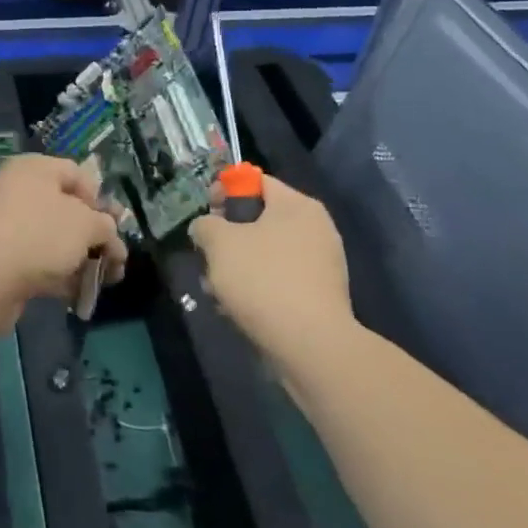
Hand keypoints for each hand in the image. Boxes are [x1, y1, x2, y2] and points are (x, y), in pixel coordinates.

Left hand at [0, 154, 125, 330]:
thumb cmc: (38, 236)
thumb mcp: (85, 225)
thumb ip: (105, 227)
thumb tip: (110, 237)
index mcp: (35, 168)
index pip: (78, 174)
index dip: (101, 200)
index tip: (114, 228)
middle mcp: (18, 190)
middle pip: (67, 209)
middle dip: (95, 236)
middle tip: (116, 262)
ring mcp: (6, 225)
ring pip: (54, 238)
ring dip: (80, 260)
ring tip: (103, 283)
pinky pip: (37, 261)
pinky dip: (59, 275)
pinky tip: (78, 296)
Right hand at [192, 175, 352, 369]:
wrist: (311, 346)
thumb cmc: (263, 280)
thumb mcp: (219, 243)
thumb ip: (205, 226)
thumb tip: (206, 228)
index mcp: (297, 205)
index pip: (255, 181)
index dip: (225, 191)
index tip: (206, 214)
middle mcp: (315, 228)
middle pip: (260, 219)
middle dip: (228, 236)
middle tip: (208, 255)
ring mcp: (322, 264)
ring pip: (267, 253)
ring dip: (238, 266)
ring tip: (216, 289)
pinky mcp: (321, 296)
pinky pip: (281, 279)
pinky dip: (258, 288)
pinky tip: (237, 308)